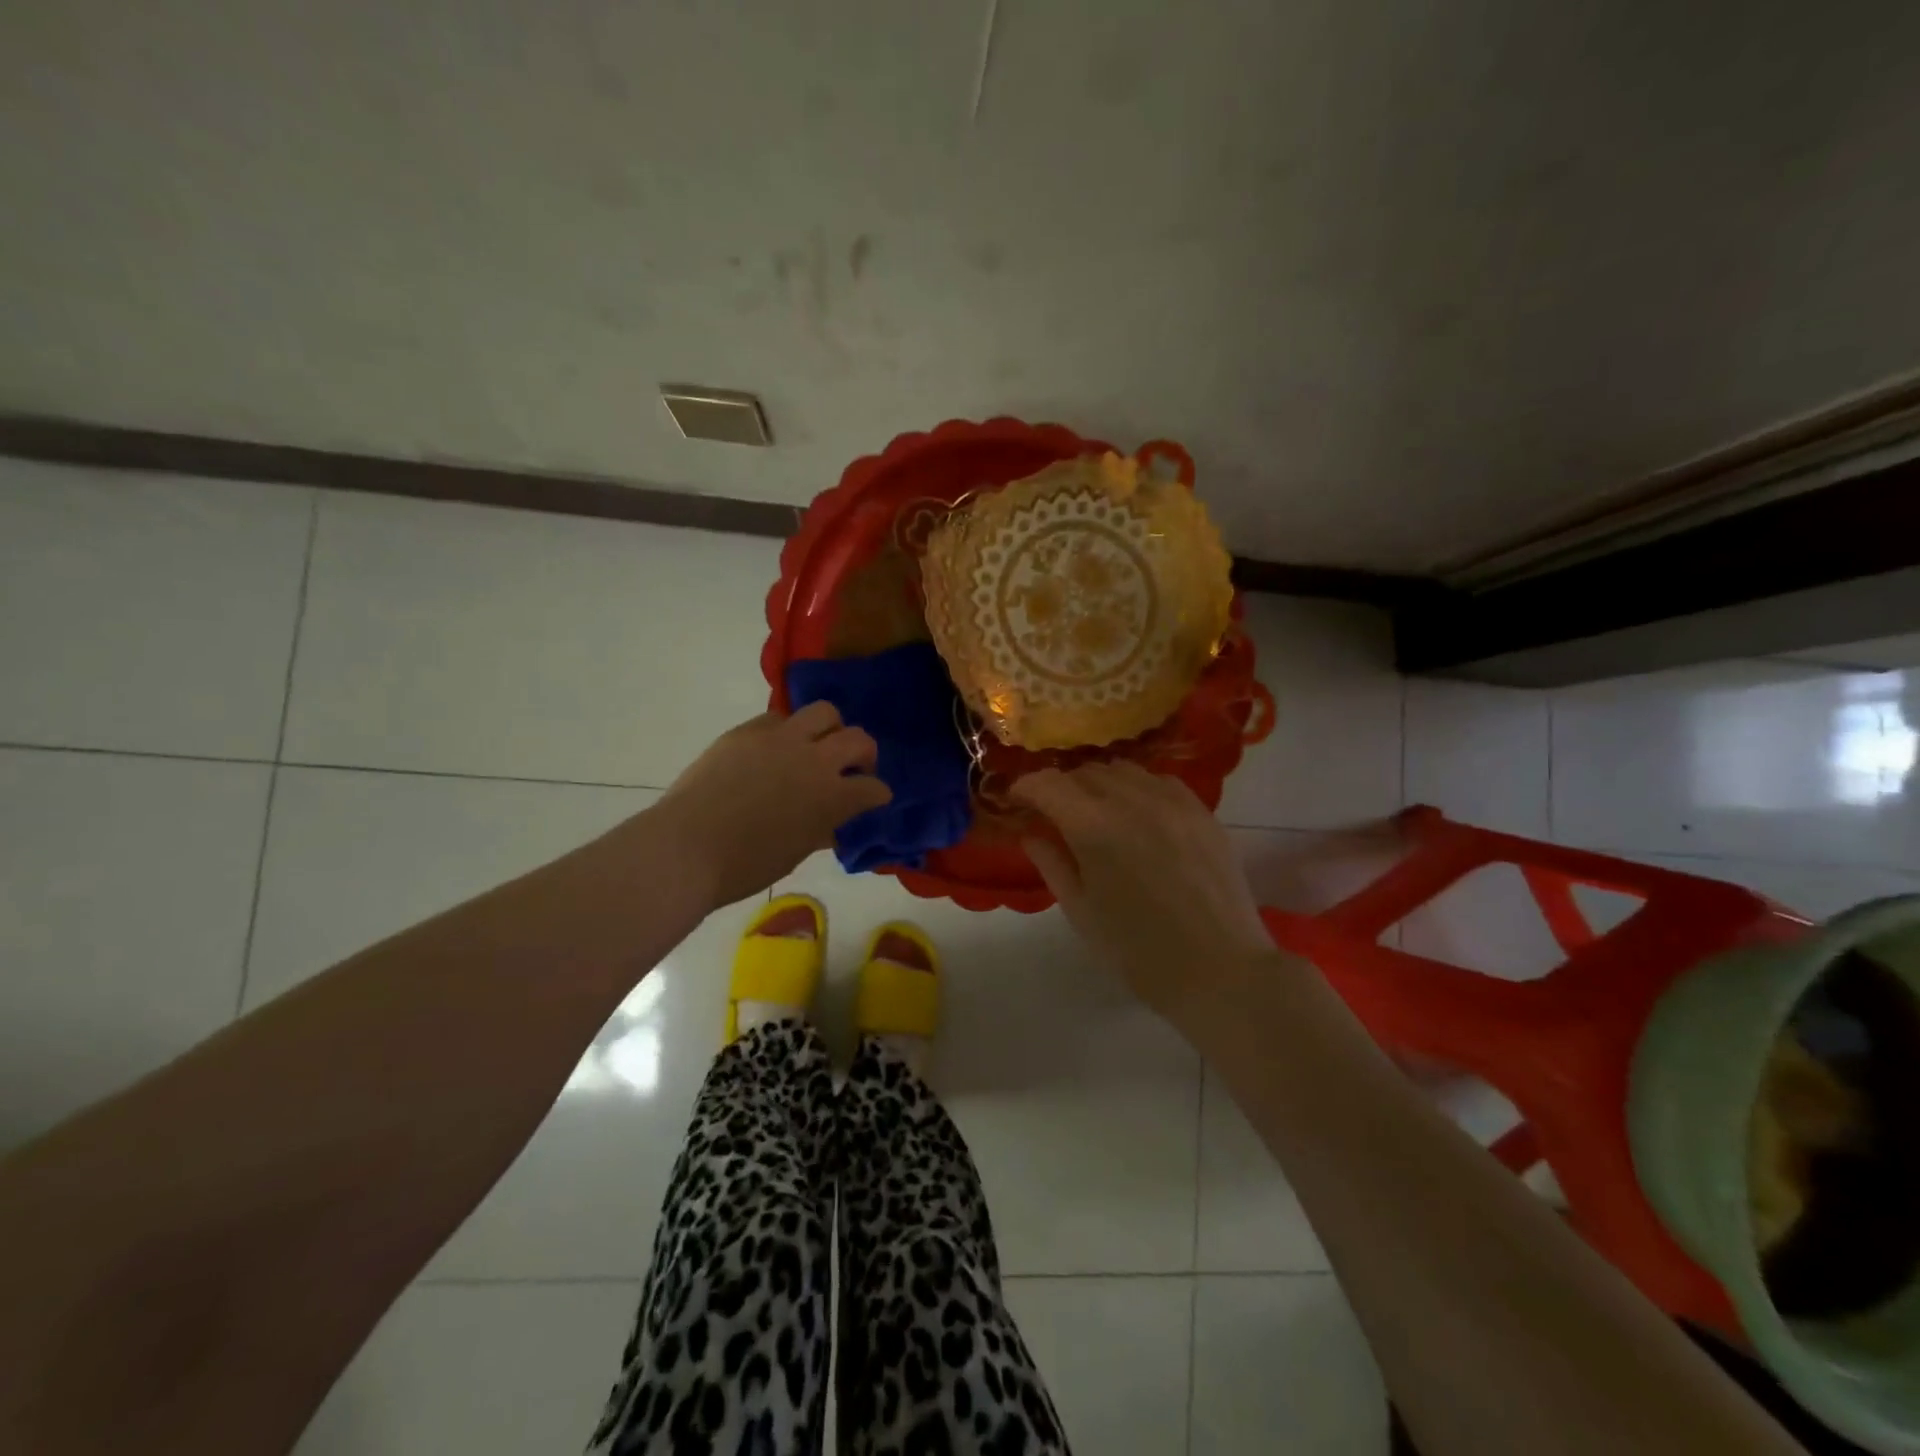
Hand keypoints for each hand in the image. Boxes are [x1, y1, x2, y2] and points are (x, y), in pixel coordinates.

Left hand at [652, 704, 891, 907]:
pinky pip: (779, 717)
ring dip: (829, 728)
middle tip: (852, 768)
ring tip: (817, 745)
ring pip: (824, 712)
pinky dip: (787, 730)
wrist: (685, 847)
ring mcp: (780, 739)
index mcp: (832, 797)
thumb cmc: (744, 865)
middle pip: (858, 739)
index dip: (877, 794)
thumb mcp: (794, 853)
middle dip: (864, 754)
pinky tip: (775, 749)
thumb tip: (832, 823)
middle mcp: (814, 759)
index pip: (873, 788)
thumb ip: (820, 830)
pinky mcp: (747, 730)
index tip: (874, 798)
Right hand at [1011, 764, 1272, 1024]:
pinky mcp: (1201, 810)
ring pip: (1122, 770)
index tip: (1017, 801)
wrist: (1220, 970)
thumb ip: (1052, 864)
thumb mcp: (1081, 912)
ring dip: (1099, 784)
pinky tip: (1139, 815)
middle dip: (1062, 788)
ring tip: (1098, 812)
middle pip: (1084, 772)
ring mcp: (1171, 801)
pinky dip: (1138, 788)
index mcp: (1093, 826)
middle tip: (1056, 815)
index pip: (1047, 784)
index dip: (1025, 787)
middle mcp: (1131, 799)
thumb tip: (1031, 834)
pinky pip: (1159, 781)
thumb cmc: (1138, 952)